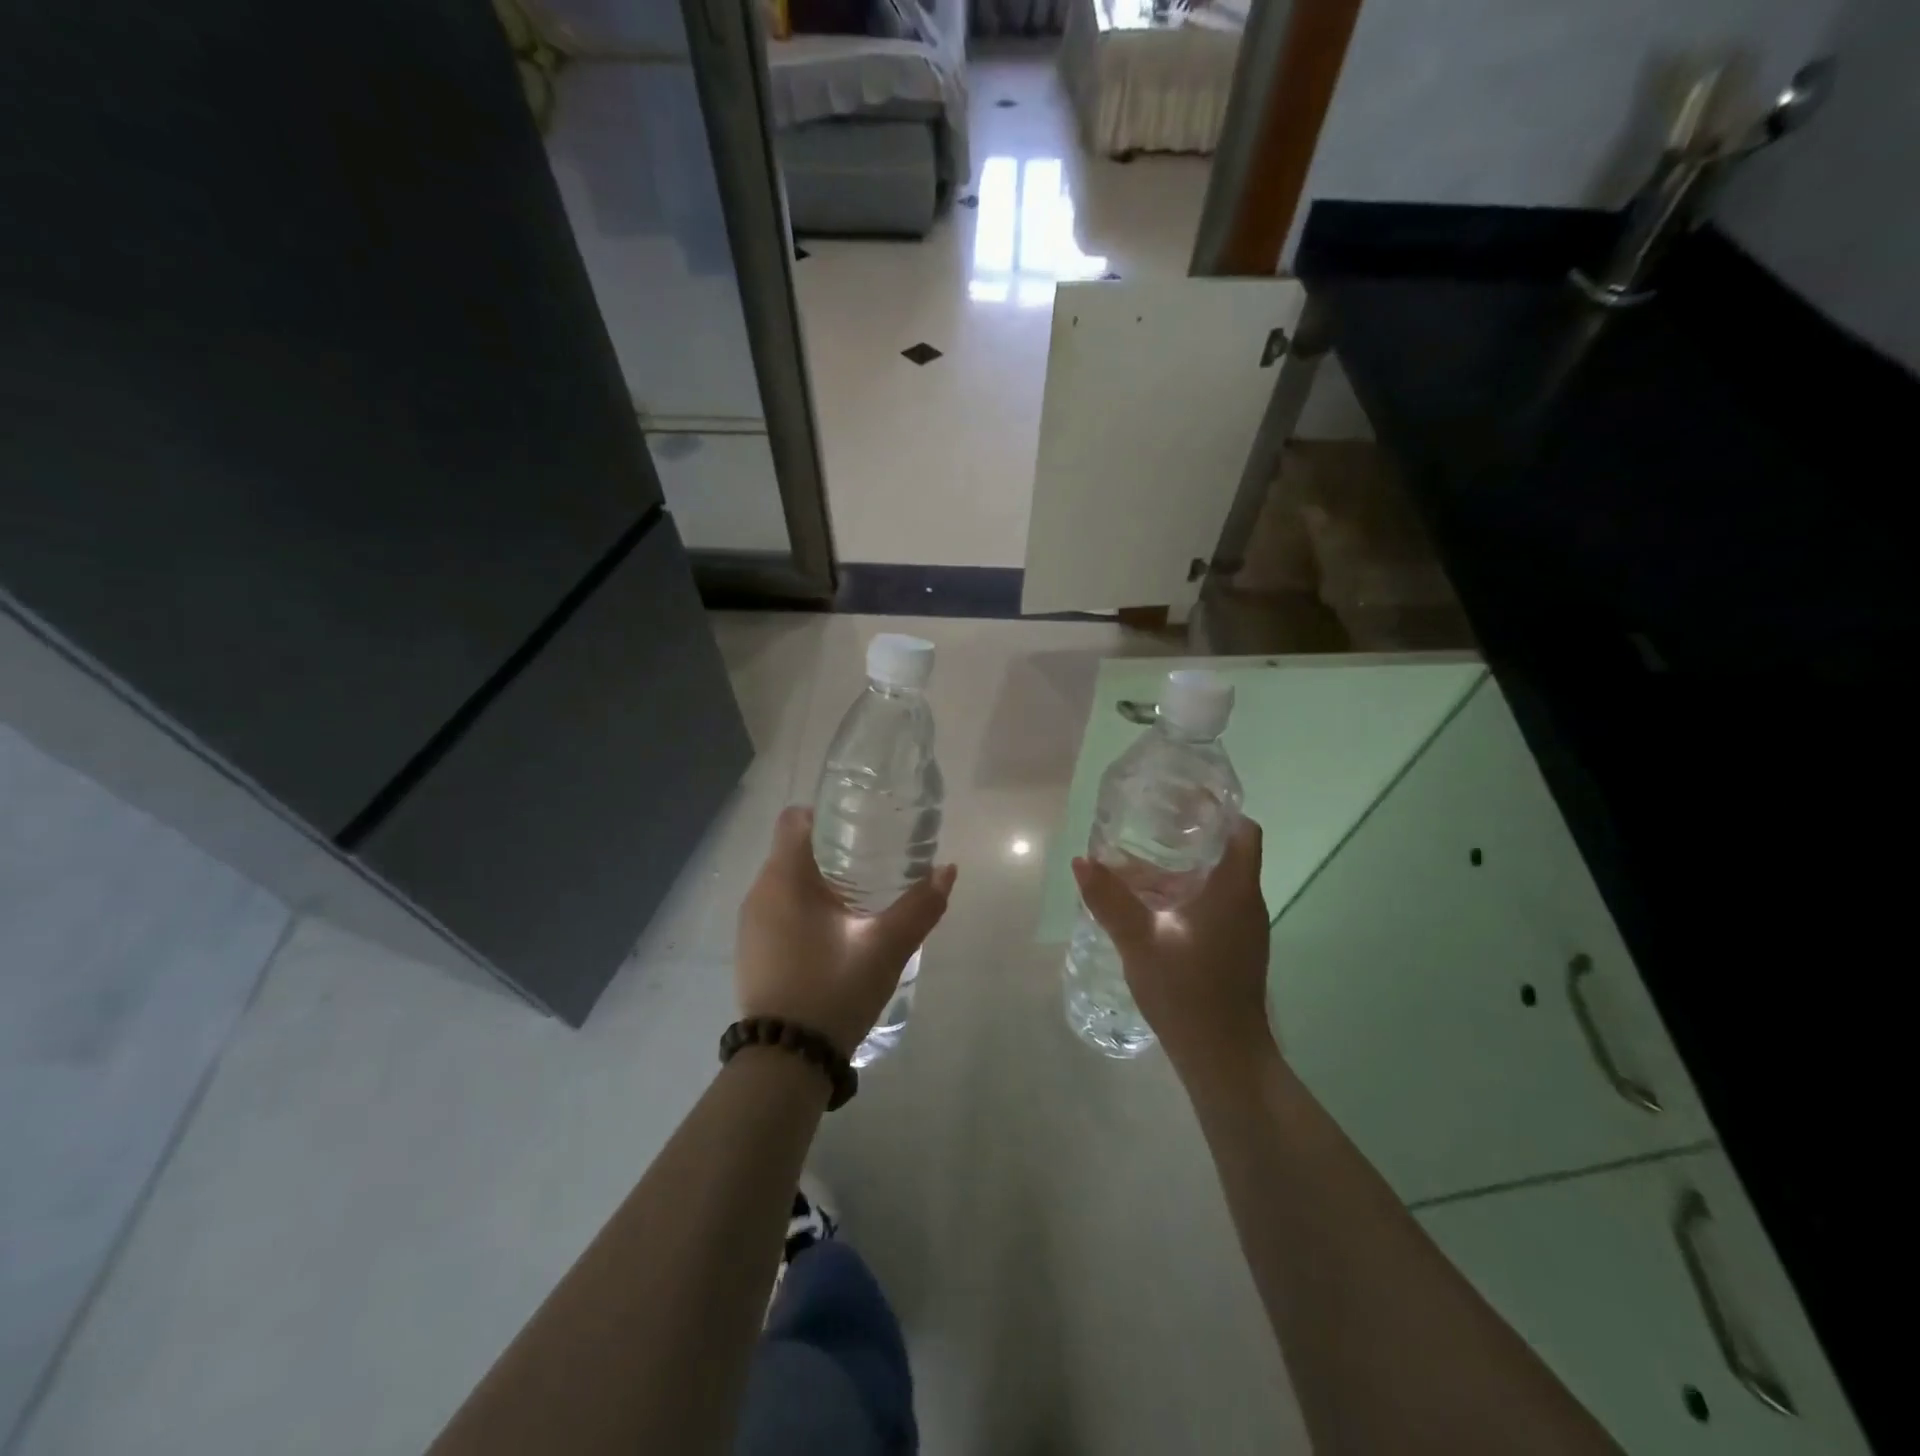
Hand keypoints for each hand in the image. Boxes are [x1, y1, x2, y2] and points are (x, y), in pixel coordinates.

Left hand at [737, 806, 957, 1057]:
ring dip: (817, 882)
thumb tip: (948, 870)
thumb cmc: (833, 988)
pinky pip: (776, 911)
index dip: (825, 813)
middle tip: (872, 859)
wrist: (786, 1060)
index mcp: (784, 878)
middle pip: (792, 849)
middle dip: (830, 849)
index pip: (795, 819)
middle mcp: (758, 892)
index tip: (859, 824)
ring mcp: (749, 925)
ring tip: (858, 896)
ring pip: (784, 882)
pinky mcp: (751, 951)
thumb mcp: (886, 946)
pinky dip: (802, 909)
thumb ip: (920, 905)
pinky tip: (833, 933)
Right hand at [1071, 816, 1274, 1074]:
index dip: (1218, 810)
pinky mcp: (1234, 949)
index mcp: (1234, 889)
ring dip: (1181, 869)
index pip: (1243, 830)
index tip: (1182, 801)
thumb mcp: (1140, 941)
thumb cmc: (1187, 992)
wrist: (1223, 1058)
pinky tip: (1148, 906)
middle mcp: (1246, 902)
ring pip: (1216, 881)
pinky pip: (1212, 906)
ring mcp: (1243, 929)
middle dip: (1188, 836)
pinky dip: (1184, 895)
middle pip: (1226, 852)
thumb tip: (1081, 860)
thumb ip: (1110, 899)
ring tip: (1135, 862)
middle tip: (1145, 826)